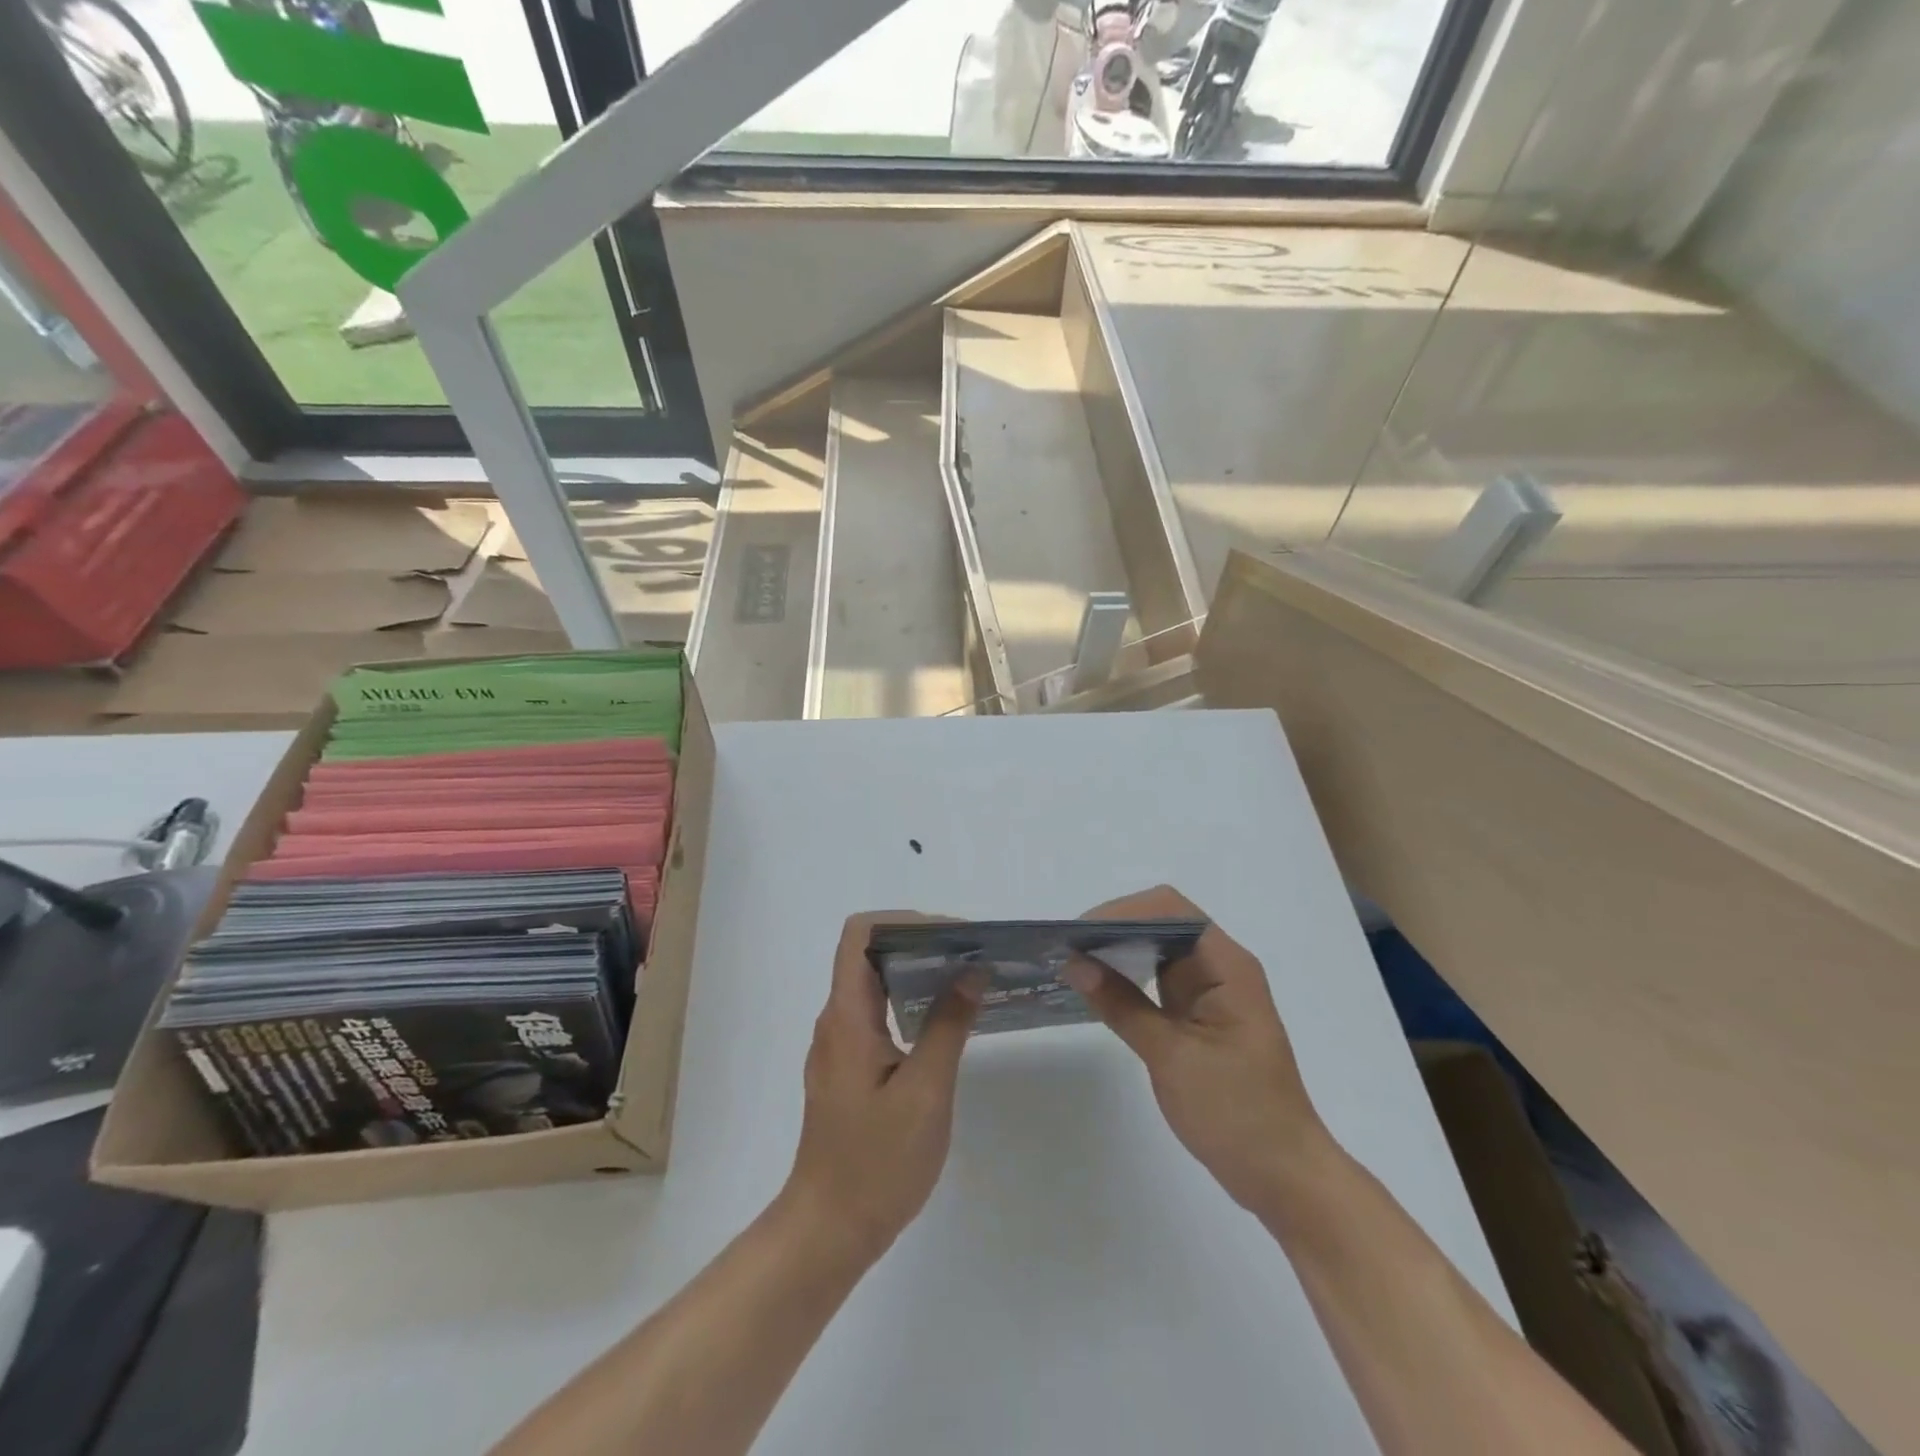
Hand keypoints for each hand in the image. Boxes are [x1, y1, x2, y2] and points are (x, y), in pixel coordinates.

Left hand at [782, 913, 984, 1264]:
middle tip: (971, 954)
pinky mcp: (850, 1067)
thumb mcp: (925, 1092)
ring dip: (918, 973)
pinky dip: (912, 1003)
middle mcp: (837, 1020)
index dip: (903, 921)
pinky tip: (946, 1021)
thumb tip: (972, 971)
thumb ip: (948, 1025)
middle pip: (870, 954)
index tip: (951, 936)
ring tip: (968, 979)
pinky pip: (879, 1013)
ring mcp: (840, 1044)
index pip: (860, 934)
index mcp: (847, 1016)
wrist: (829, 1230)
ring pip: (875, 984)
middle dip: (921, 943)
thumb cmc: (877, 1162)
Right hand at [1063, 885, 1330, 1211]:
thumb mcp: (1172, 1056)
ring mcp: (1211, 991)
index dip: (1122, 912)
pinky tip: (1099, 988)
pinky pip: (1159, 979)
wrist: (1284, 1176)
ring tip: (1074, 963)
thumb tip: (1074, 963)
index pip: (1170, 910)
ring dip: (1119, 951)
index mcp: (1226, 966)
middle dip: (1114, 928)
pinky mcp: (1200, 1014)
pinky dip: (1129, 977)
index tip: (1079, 935)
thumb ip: (1122, 1005)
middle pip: (1162, 922)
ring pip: (1159, 949)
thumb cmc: (1237, 1114)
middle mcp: (1220, 967)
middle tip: (1067, 949)